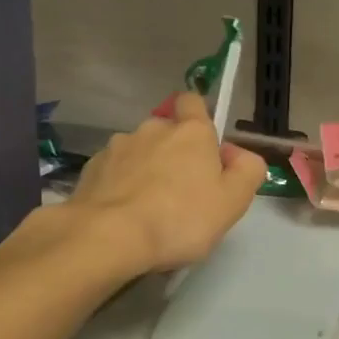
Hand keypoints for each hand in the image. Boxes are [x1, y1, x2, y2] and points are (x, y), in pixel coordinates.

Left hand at [68, 92, 266, 272]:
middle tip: (182, 190)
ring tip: (149, 207)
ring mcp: (118, 147)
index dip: (199, 117)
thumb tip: (239, 155)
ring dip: (145, 168)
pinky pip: (114, 171)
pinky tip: (124, 214)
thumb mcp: (233, 201)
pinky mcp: (91, 169)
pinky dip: (120, 185)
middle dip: (174, 151)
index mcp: (190, 131)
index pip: (193, 101)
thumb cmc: (180, 218)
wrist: (108, 237)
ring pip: (139, 151)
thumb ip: (247, 171)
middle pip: (167, 130)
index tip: (204, 146)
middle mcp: (153, 128)